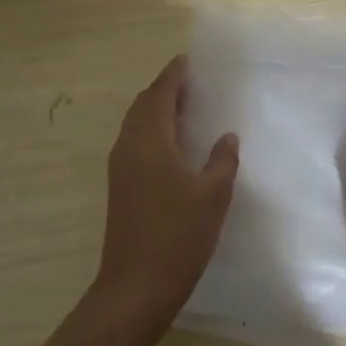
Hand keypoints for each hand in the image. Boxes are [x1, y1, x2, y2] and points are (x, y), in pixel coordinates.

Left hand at [94, 55, 239, 329]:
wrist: (136, 285)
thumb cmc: (178, 235)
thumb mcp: (212, 196)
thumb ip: (221, 161)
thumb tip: (227, 137)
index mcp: (150, 140)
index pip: (160, 95)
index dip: (173, 76)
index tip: (186, 61)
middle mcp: (129, 146)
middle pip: (143, 105)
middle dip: (163, 90)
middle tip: (188, 82)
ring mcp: (120, 168)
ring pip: (135, 124)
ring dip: (155, 110)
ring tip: (182, 107)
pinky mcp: (119, 187)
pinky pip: (134, 142)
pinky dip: (151, 131)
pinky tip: (171, 144)